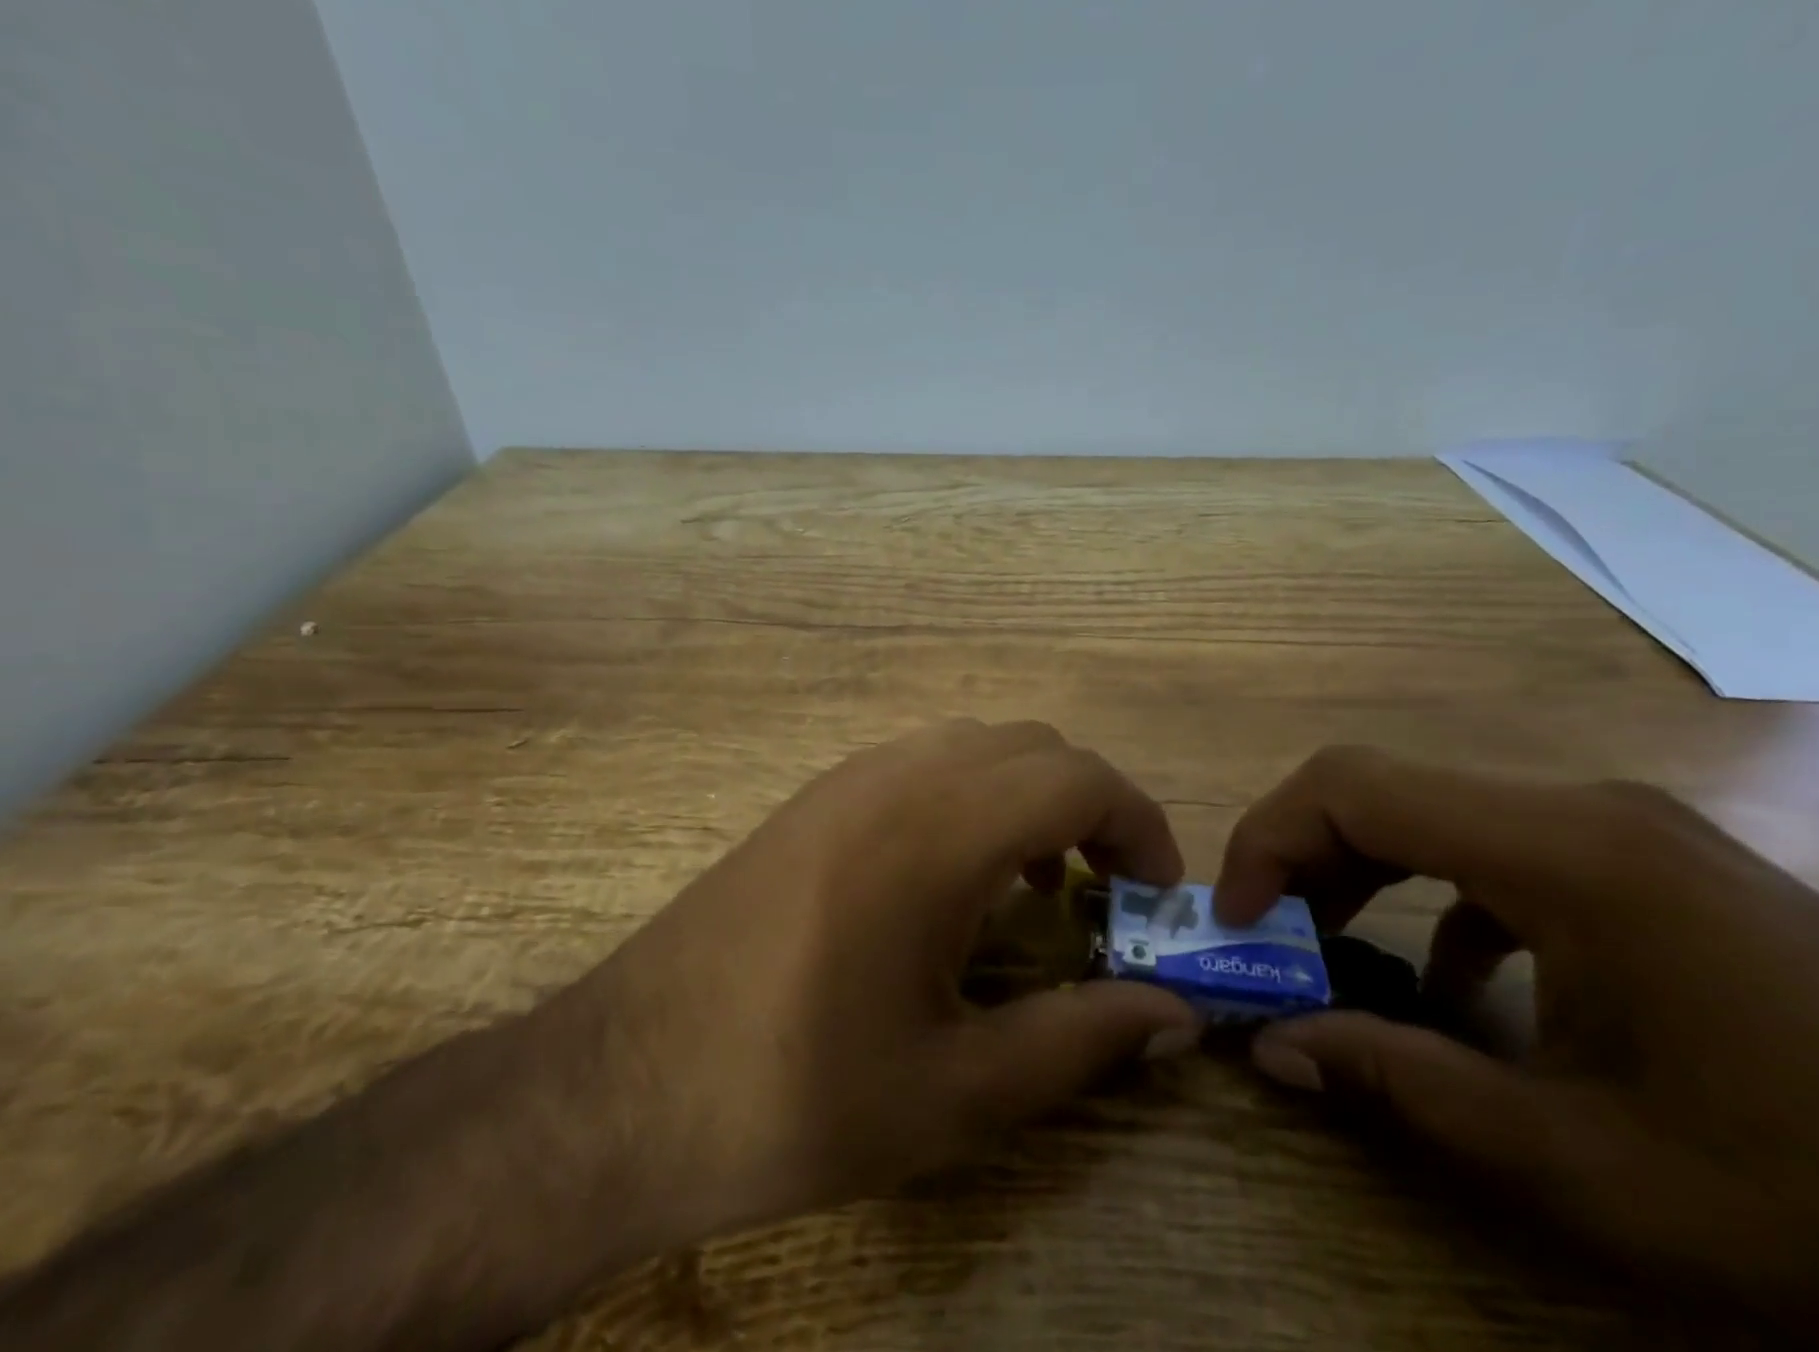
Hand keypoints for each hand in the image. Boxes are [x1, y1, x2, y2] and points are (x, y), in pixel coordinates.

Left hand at [553, 720, 1199, 1251]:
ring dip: (1029, 798)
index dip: (1139, 826)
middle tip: (1105, 895)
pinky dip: (973, 797)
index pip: (1077, 778)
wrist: (620, 1087)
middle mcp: (897, 776)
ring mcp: (848, 777)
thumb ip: (1080, 1041)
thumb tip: (1175, 1015)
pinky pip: (925, 763)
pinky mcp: (815, 797)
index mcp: (938, 831)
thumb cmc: (795, 1095)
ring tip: (1034, 889)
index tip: (1156, 897)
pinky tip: (954, 880)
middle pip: (1034, 748)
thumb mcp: (956, 1093)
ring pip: (978, 746)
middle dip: (1090, 807)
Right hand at [1217, 747, 1818, 1335]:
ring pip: (1430, 811)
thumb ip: (1404, 1083)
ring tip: (1328, 950)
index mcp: (1564, 852)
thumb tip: (1273, 1047)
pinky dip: (1434, 895)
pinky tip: (1453, 983)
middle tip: (1265, 938)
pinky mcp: (1641, 858)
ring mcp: (1617, 827)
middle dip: (1299, 855)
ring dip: (1358, 871)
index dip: (1268, 839)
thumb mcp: (1584, 1165)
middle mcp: (1580, 808)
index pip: (1354, 788)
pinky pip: (1493, 847)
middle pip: (1382, 788)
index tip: (1234, 919)